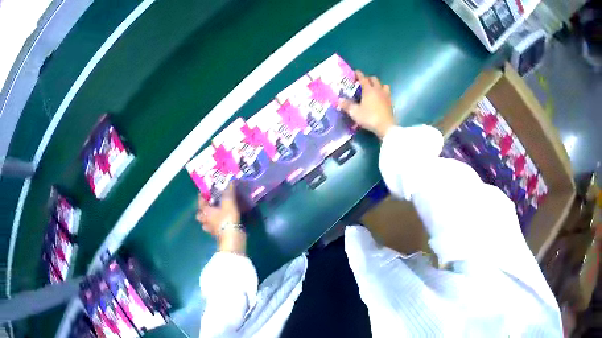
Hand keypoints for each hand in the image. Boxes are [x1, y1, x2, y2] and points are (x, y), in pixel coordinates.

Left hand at [196, 183, 239, 236]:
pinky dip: (215, 226)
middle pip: (200, 215)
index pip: (200, 201)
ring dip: (207, 220)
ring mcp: (210, 229)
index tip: (203, 192)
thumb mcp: (229, 203)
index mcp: (206, 211)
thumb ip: (229, 192)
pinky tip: (220, 224)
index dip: (202, 196)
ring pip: (205, 223)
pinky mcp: (217, 235)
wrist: (232, 238)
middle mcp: (206, 220)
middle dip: (202, 211)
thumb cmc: (227, 219)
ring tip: (213, 216)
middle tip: (208, 206)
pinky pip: (213, 229)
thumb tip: (231, 181)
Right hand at [339, 70, 394, 138]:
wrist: (386, 127)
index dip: (359, 74)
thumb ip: (347, 105)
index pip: (363, 78)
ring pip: (383, 85)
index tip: (356, 72)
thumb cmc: (369, 117)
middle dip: (368, 78)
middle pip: (374, 79)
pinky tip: (380, 98)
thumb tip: (339, 100)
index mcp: (369, 89)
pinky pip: (387, 93)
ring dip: (378, 85)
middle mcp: (378, 90)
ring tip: (374, 89)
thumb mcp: (355, 112)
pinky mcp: (390, 103)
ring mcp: (386, 96)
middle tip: (363, 82)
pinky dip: (383, 93)